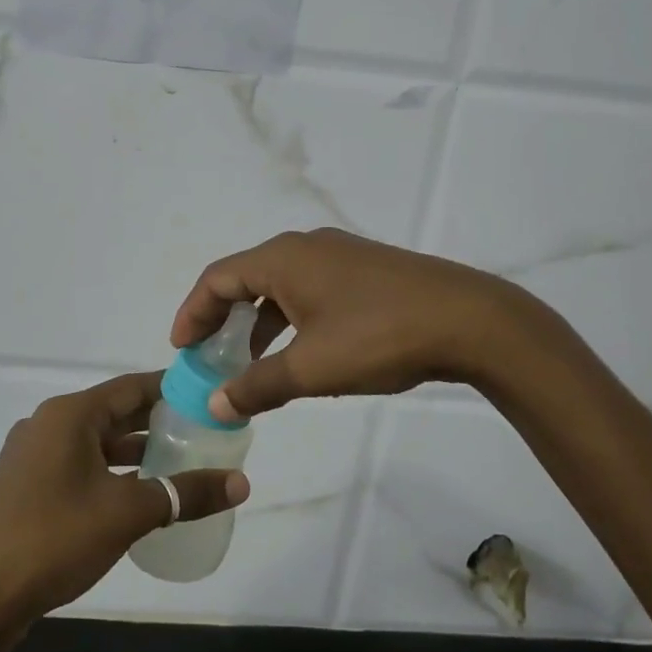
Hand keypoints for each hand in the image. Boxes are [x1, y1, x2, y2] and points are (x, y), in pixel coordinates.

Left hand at [0, 372, 249, 621]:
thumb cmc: (56, 538)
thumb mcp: (129, 512)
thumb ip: (186, 493)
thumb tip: (242, 483)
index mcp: (69, 415)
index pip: (131, 387)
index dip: (171, 388)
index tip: (207, 394)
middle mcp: (48, 424)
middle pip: (114, 411)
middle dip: (157, 421)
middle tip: (202, 429)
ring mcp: (32, 455)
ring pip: (96, 441)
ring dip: (134, 449)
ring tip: (179, 460)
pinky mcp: (25, 485)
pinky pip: (78, 463)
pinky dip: (110, 469)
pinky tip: (136, 491)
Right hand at [171, 228, 541, 419]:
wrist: (469, 320)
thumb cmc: (378, 337)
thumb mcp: (311, 368)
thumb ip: (258, 386)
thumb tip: (216, 403)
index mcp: (283, 259)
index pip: (217, 278)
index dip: (193, 313)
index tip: (181, 350)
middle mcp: (307, 247)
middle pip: (246, 278)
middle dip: (222, 319)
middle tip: (209, 357)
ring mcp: (340, 256)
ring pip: (281, 287)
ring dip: (258, 323)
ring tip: (251, 364)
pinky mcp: (367, 271)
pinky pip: (311, 291)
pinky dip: (291, 320)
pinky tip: (302, 354)